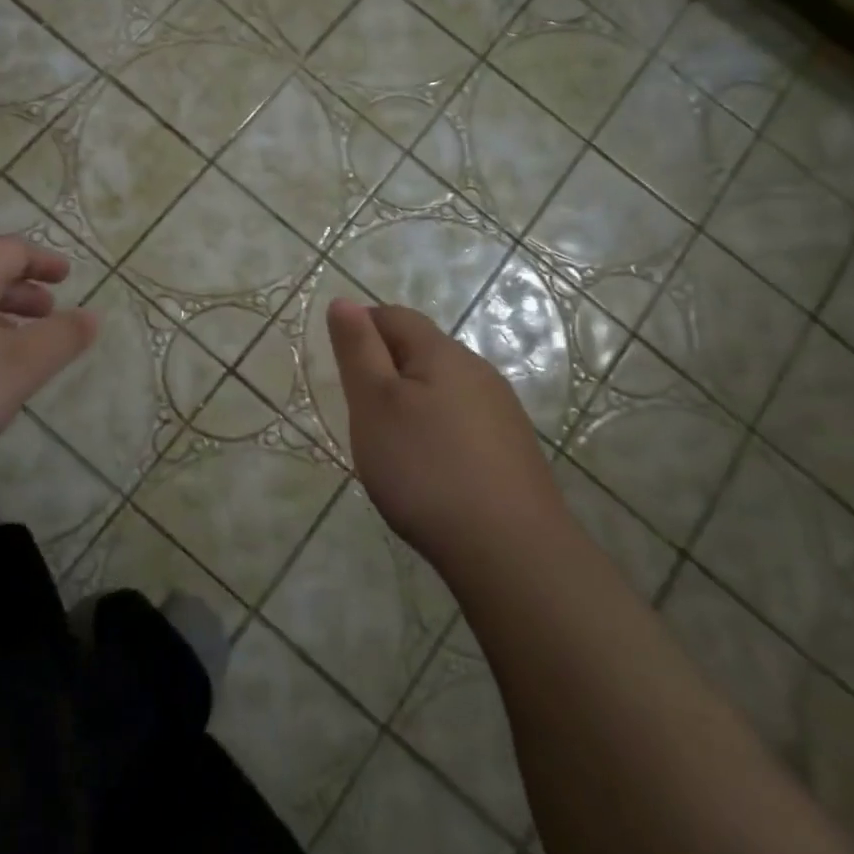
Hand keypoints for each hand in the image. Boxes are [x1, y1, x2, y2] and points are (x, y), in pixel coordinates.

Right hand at [326, 298, 559, 568]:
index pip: (394, 317)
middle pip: (421, 350)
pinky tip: (430, 470)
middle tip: (359, 411)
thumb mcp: (375, 404)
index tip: (341, 367)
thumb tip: (344, 301)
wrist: (511, 551)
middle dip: (385, 368)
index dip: (361, 328)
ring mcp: (501, 412)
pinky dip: (437, 432)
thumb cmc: (426, 469)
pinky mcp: (512, 450)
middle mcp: (478, 371)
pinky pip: (462, 422)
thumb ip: (358, 349)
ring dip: (412, 401)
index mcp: (442, 353)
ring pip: (443, 387)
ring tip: (391, 444)